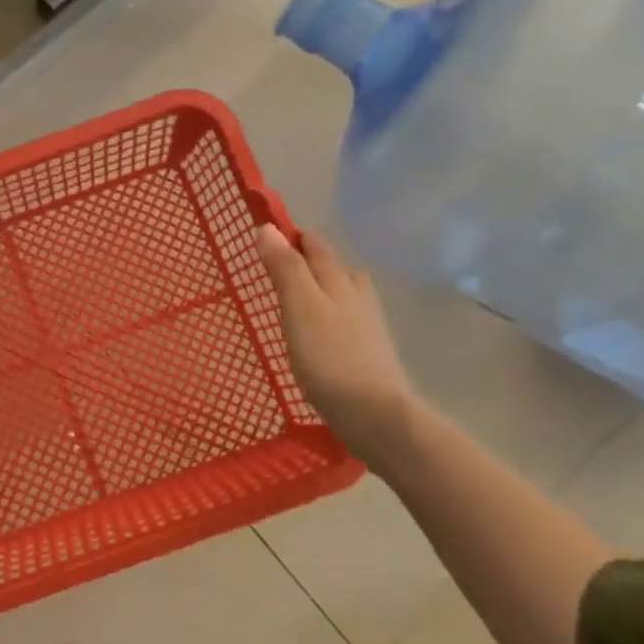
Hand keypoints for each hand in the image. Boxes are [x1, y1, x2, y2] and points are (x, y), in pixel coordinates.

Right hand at [255, 225, 422, 463]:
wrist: (375, 415)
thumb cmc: (330, 357)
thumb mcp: (299, 307)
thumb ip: (285, 268)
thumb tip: (268, 228)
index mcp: (338, 281)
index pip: (315, 245)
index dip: (292, 235)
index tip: (268, 232)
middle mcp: (357, 297)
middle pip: (334, 267)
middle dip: (309, 259)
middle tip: (279, 262)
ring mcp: (367, 326)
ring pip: (344, 294)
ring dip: (323, 286)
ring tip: (299, 294)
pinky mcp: (367, 354)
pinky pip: (346, 321)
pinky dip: (330, 315)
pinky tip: (319, 332)